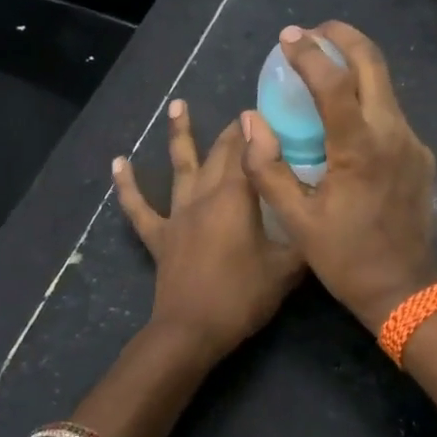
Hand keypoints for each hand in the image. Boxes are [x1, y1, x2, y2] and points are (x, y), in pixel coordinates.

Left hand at [113, 100, 305, 363]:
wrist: (191, 331)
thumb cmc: (242, 297)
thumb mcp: (287, 269)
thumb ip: (303, 238)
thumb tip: (319, 217)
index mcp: (236, 198)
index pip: (248, 151)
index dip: (257, 130)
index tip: (269, 111)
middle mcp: (204, 196)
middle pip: (218, 154)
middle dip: (231, 131)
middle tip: (243, 114)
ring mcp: (178, 215)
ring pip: (178, 167)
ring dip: (178, 134)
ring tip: (177, 105)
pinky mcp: (160, 236)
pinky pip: (139, 207)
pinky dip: (127, 185)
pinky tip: (117, 162)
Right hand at [242, 22, 436, 332]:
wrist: (406, 289)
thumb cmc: (346, 258)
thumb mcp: (296, 220)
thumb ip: (267, 168)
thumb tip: (250, 121)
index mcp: (360, 149)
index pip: (335, 83)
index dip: (309, 54)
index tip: (287, 37)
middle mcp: (393, 134)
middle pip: (374, 64)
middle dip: (343, 38)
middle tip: (312, 32)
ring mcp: (412, 143)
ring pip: (386, 85)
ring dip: (356, 65)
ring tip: (323, 65)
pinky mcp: (420, 155)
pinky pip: (391, 113)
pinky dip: (367, 98)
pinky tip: (345, 115)